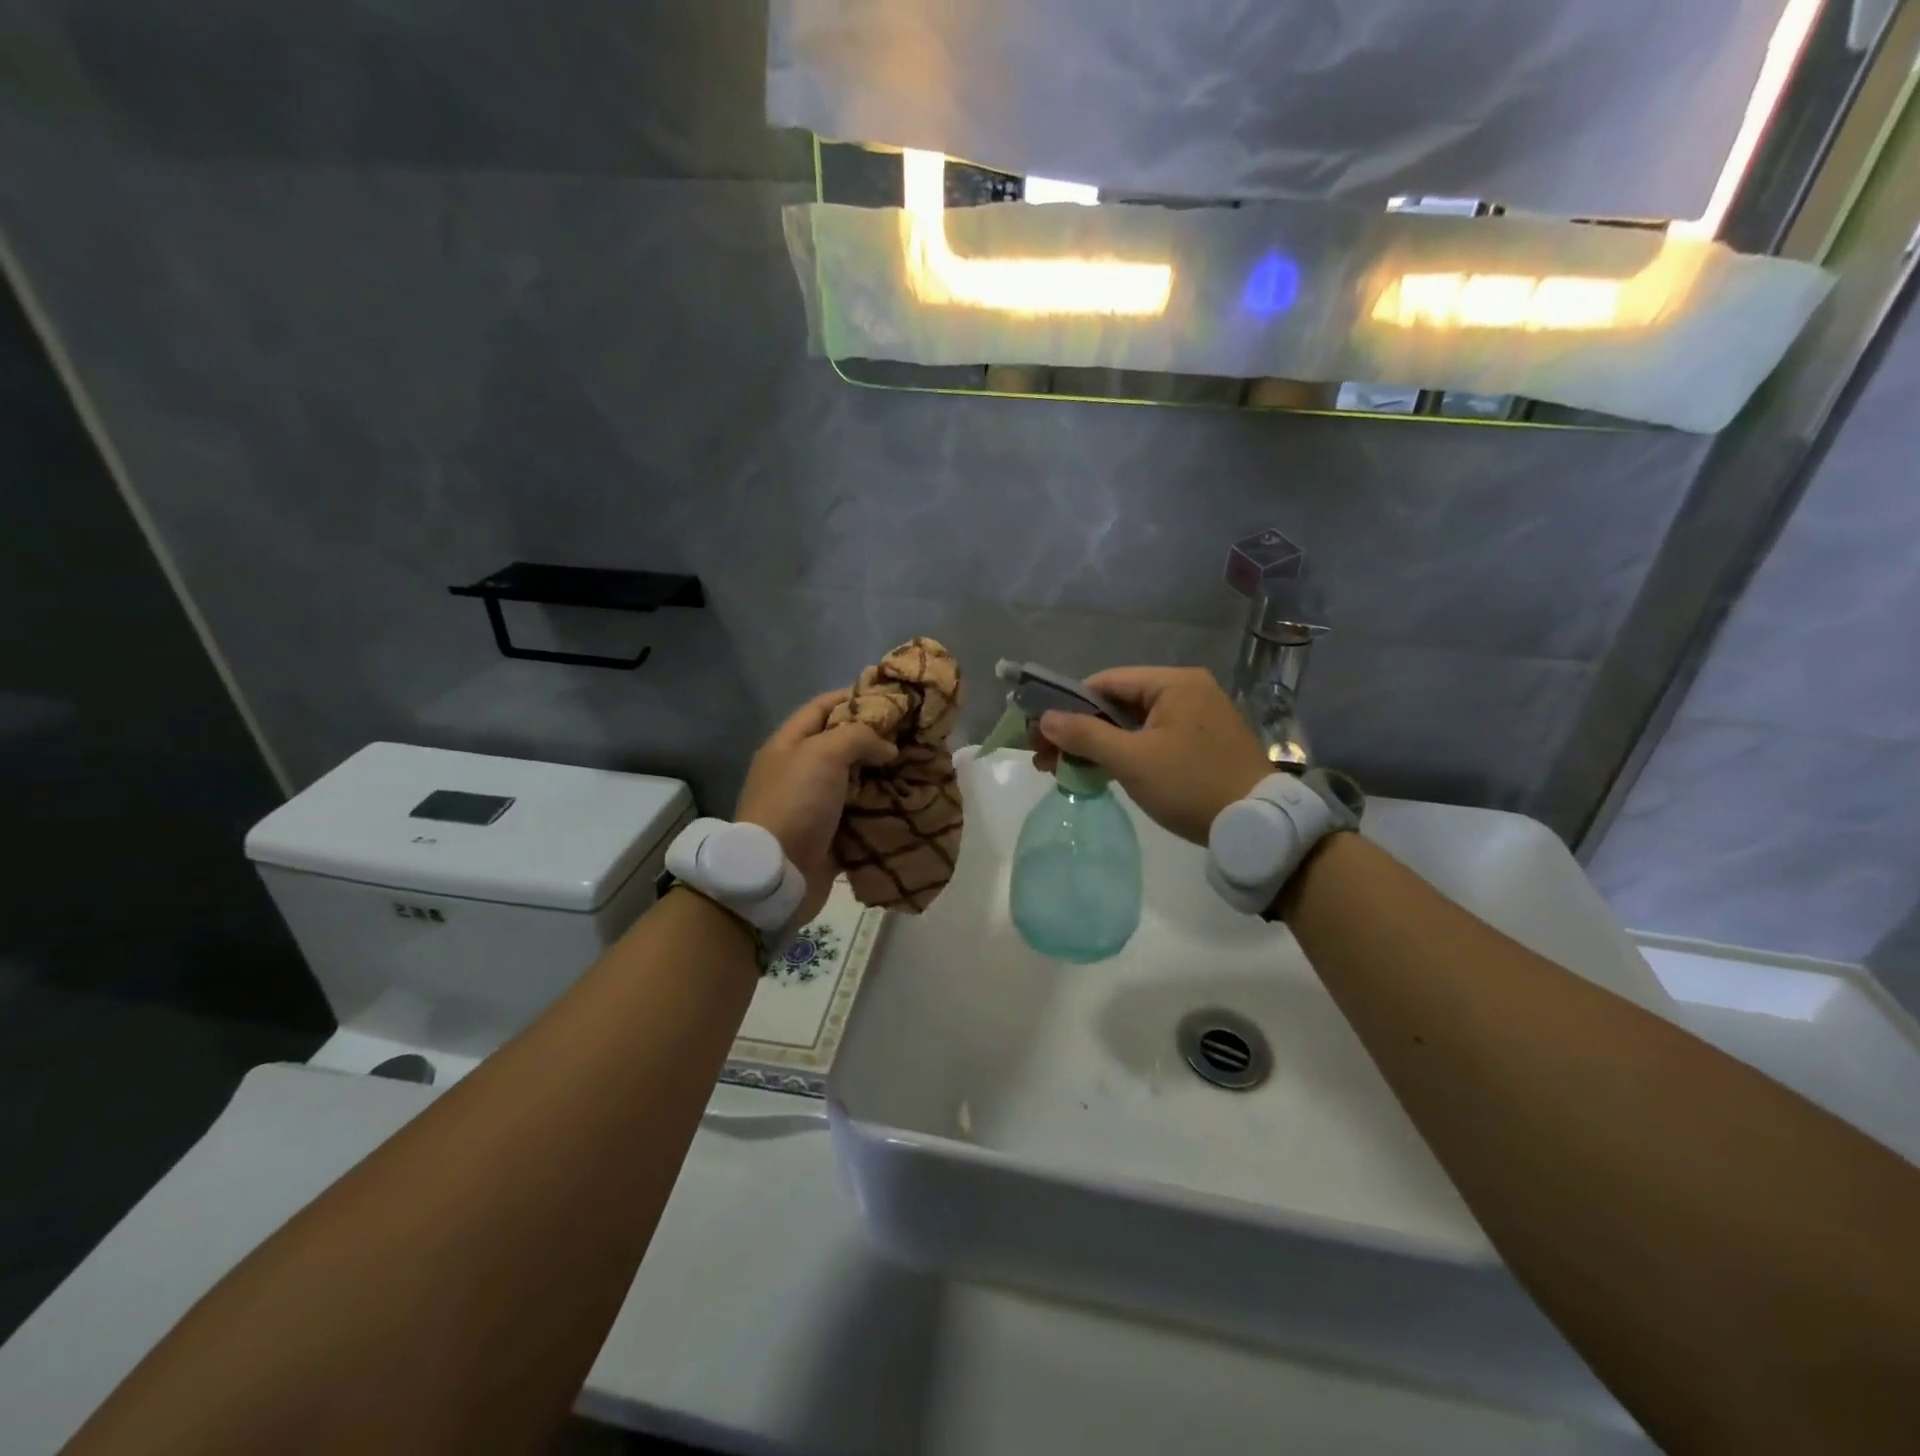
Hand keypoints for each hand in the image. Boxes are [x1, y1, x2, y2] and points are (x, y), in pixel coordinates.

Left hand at [736, 692, 896, 923]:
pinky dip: (882, 808)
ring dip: (884, 775)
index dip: (854, 697)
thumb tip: (887, 748)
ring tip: (918, 766)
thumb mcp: (824, 754)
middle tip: (913, 734)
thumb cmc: (796, 803)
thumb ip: (859, 737)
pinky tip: (908, 801)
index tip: (892, 698)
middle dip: (877, 738)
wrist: (777, 873)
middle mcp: (800, 770)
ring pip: (856, 780)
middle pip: (842, 744)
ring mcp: (815, 804)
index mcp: (789, 744)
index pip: (822, 706)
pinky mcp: (830, 835)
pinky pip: (862, 814)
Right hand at [1034, 667, 1270, 845]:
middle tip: (1047, 757)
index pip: (1106, 682)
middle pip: (1119, 703)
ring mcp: (1197, 716)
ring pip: (1133, 723)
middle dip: (1080, 729)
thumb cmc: (1190, 785)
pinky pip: (1152, 738)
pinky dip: (1125, 752)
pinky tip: (1100, 771)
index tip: (1041, 733)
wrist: (1255, 825)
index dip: (1068, 705)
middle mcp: (1187, 690)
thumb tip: (1044, 719)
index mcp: (1174, 682)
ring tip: (1064, 768)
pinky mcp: (1201, 742)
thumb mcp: (1132, 760)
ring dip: (1099, 744)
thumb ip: (1085, 735)